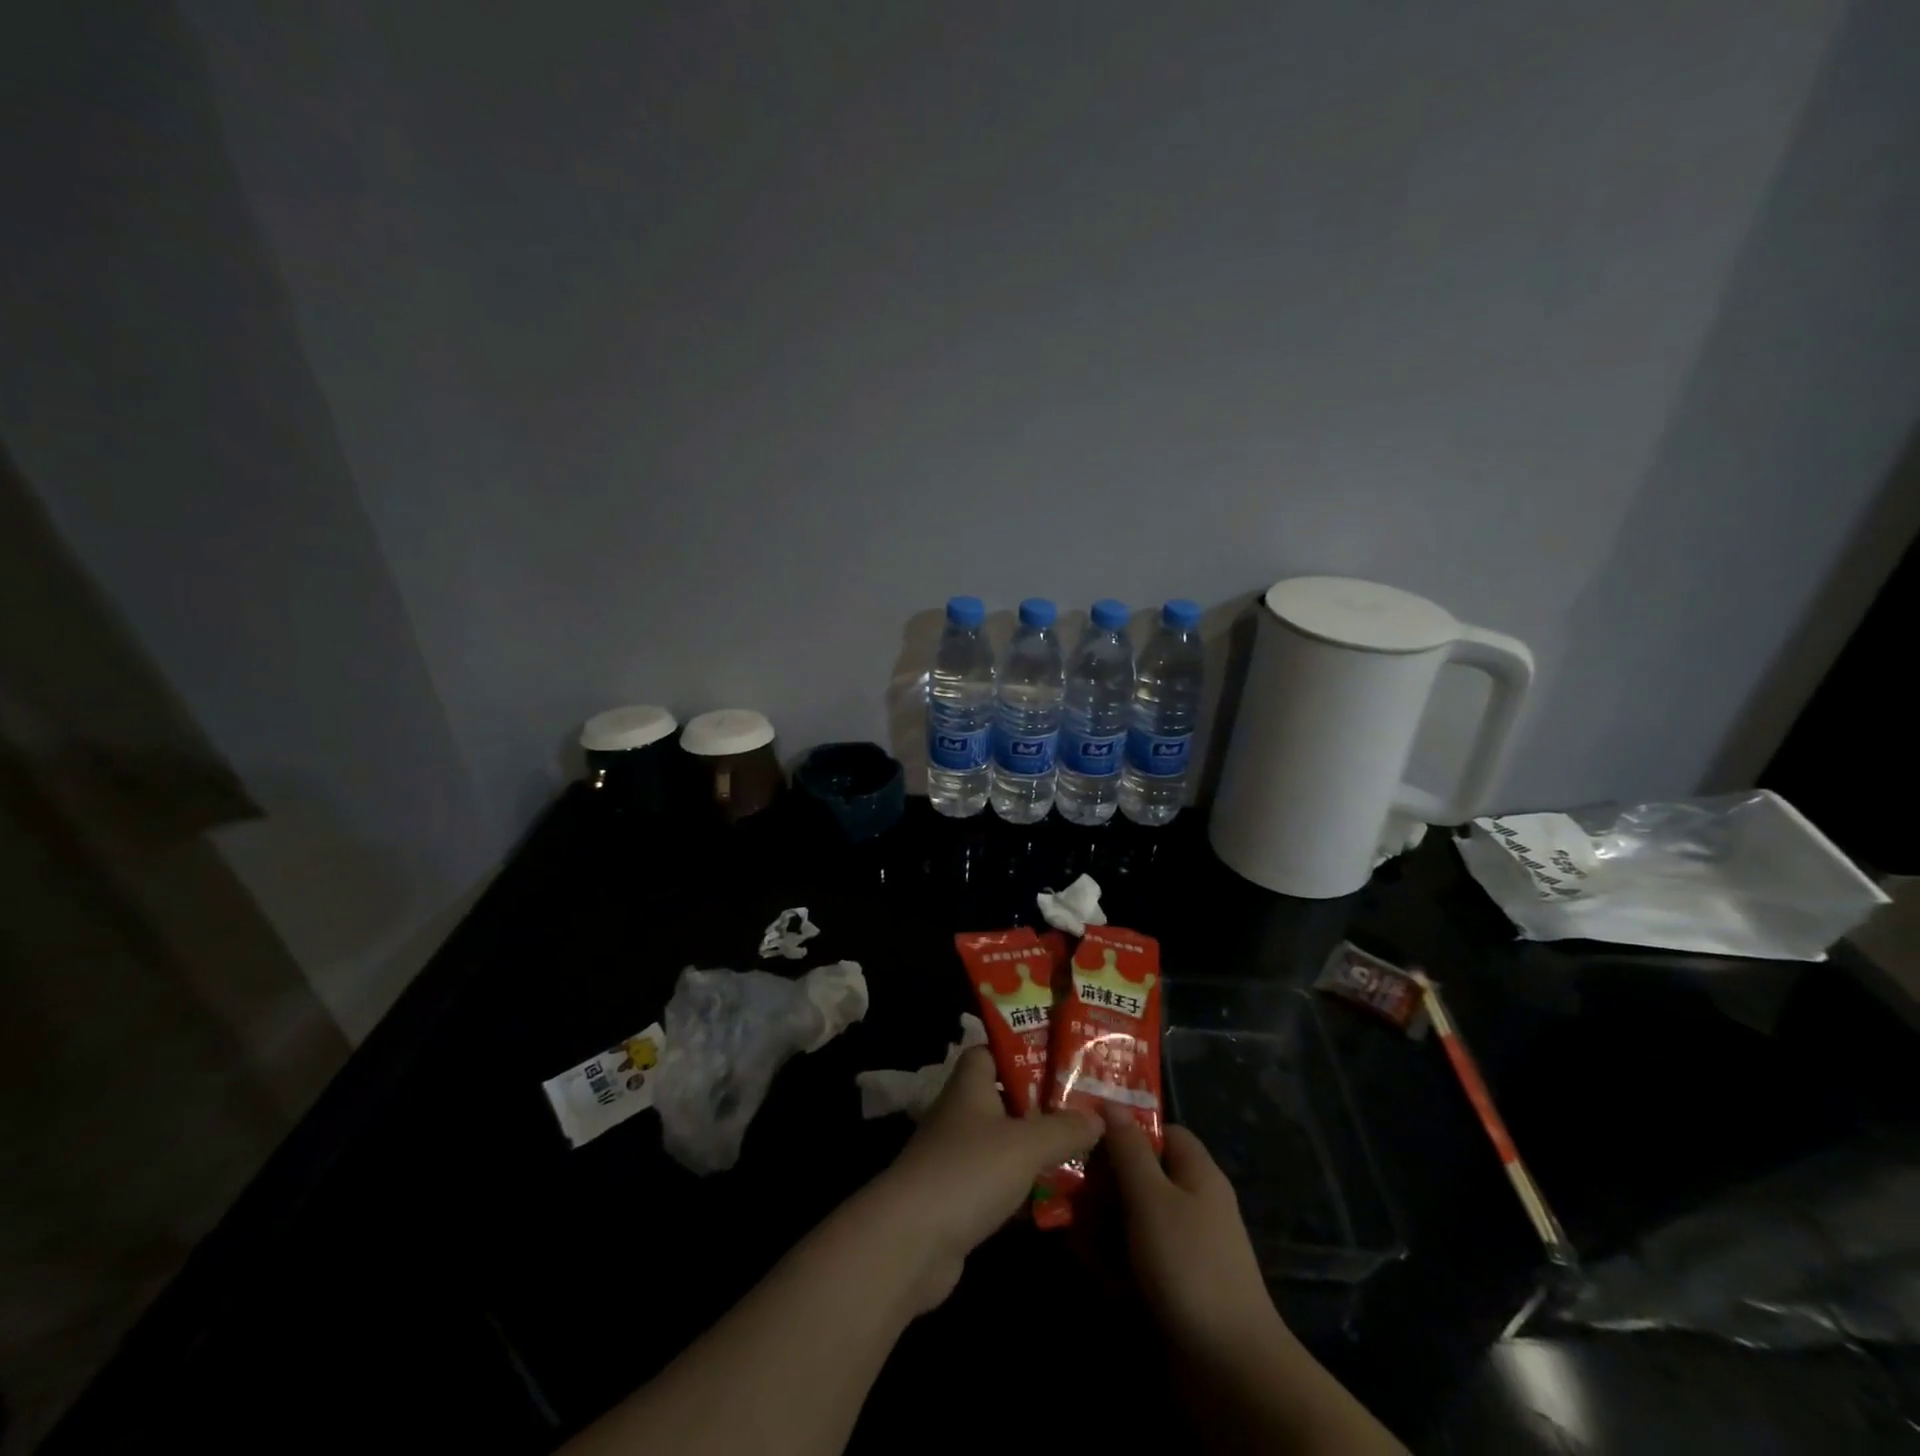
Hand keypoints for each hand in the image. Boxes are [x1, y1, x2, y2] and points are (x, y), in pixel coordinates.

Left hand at [867, 1046, 1100, 1309]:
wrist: (912, 1241)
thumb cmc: (969, 1170)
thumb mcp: (1026, 1144)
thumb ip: (1065, 1128)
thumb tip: (1099, 1117)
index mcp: (970, 1085)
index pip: (991, 1051)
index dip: (1022, 1051)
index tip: (1060, 1060)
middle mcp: (960, 1114)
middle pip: (1004, 1098)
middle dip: (1041, 1104)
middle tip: (1085, 1109)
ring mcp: (956, 1157)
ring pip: (1003, 1143)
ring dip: (1035, 1149)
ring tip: (1082, 1152)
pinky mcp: (957, 1198)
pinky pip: (998, 1182)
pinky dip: (1023, 1189)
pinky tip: (1056, 1199)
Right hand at [1100, 1104, 1287, 1357]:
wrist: (1231, 1370)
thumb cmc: (1189, 1266)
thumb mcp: (1152, 1198)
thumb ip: (1129, 1149)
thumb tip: (1112, 1103)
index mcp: (1196, 1173)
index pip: (1161, 1131)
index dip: (1126, 1127)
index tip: (1086, 1133)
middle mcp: (1192, 1203)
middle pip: (1141, 1175)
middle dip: (1104, 1183)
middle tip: (1068, 1190)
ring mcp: (1184, 1247)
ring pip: (1133, 1218)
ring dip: (1103, 1226)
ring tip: (1075, 1237)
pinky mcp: (1174, 1285)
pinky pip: (1137, 1258)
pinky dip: (1115, 1263)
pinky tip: (1095, 1275)